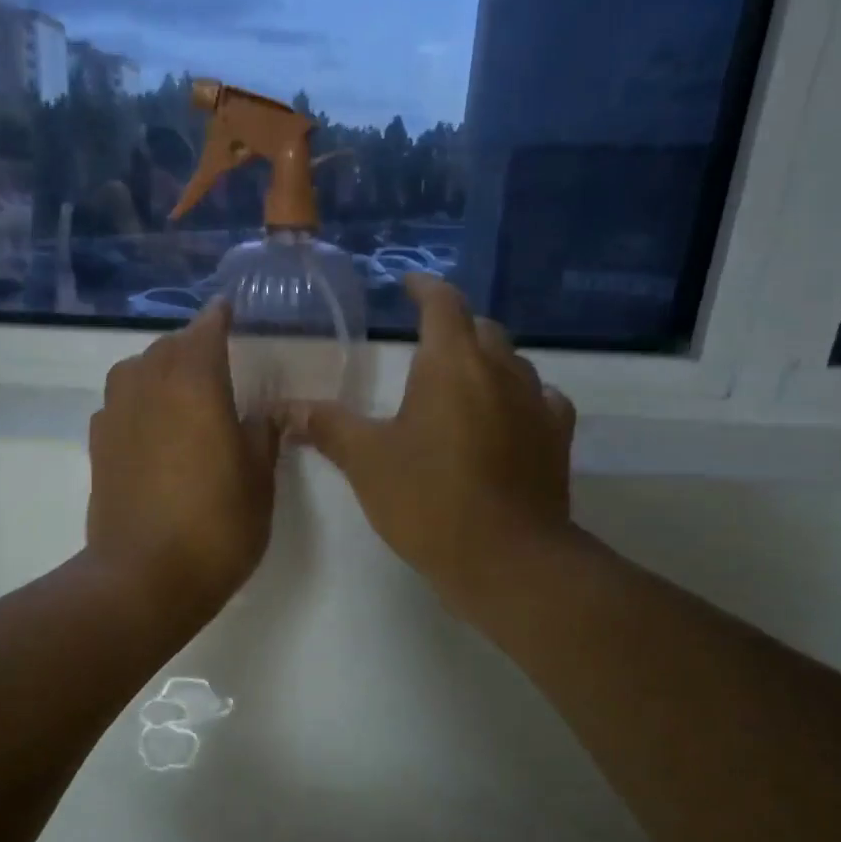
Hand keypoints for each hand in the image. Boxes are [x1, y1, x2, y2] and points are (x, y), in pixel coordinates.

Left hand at [86, 300, 279, 618]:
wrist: (144, 577)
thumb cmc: (216, 527)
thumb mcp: (259, 481)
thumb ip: (263, 436)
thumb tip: (264, 414)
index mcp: (195, 384)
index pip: (206, 331)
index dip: (219, 318)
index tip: (229, 310)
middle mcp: (148, 386)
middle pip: (167, 346)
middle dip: (191, 344)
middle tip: (215, 359)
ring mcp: (116, 416)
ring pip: (135, 370)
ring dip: (159, 368)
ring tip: (181, 388)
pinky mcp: (98, 446)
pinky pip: (118, 402)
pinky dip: (136, 399)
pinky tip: (151, 425)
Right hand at [290, 274, 577, 612]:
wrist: (505, 557)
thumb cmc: (428, 499)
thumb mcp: (366, 461)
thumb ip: (327, 426)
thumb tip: (284, 409)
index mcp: (452, 364)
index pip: (442, 304)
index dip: (424, 287)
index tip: (409, 284)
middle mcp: (501, 370)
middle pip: (480, 329)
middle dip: (454, 327)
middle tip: (426, 343)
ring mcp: (536, 403)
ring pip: (512, 363)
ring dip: (486, 362)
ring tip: (461, 382)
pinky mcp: (556, 438)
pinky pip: (540, 400)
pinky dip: (518, 398)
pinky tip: (505, 417)